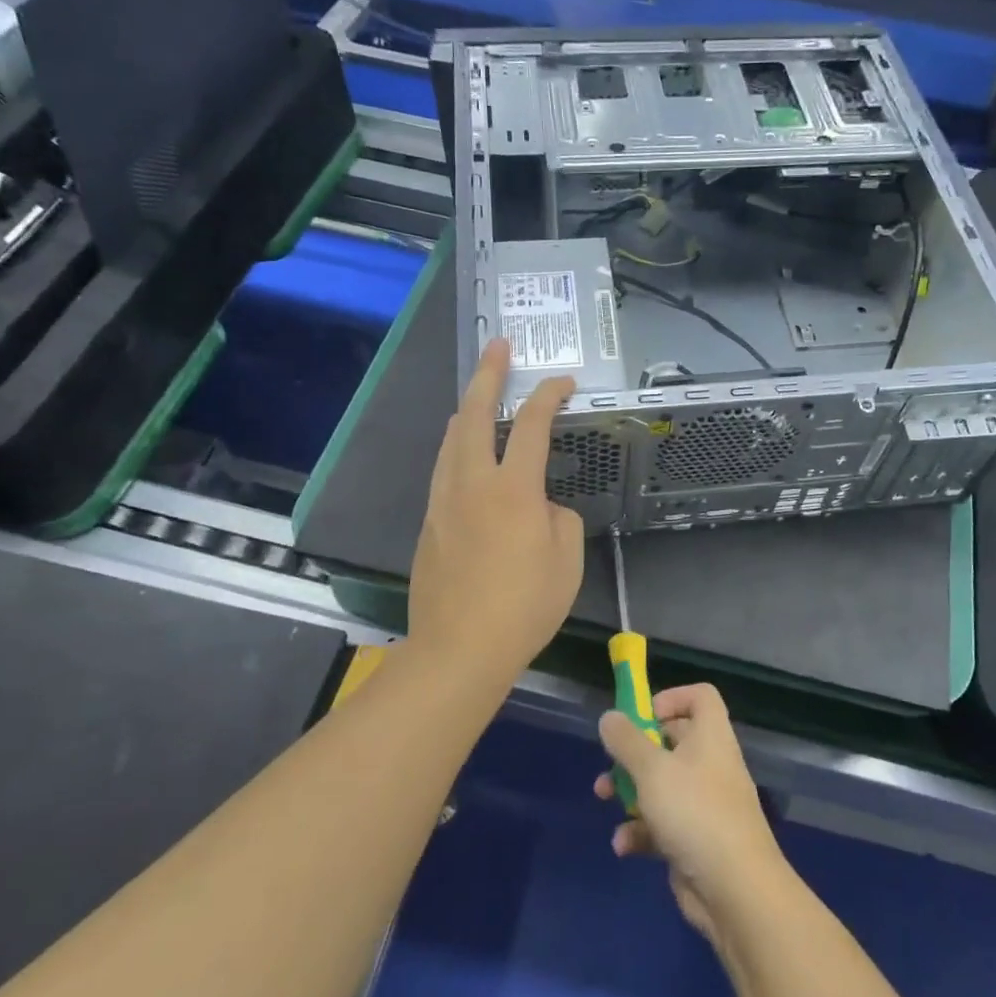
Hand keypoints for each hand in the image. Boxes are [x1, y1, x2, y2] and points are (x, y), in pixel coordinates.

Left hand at [408, 338, 583, 678]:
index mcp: (513, 489)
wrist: (459, 649)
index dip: (550, 396)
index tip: (564, 383)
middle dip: (488, 374)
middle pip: (475, 414)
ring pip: (451, 440)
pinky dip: (458, 447)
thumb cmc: (524, 606)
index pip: (533, 425)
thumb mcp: (566, 561)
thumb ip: (559, 519)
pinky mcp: (429, 523)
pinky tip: (465, 455)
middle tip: (497, 347)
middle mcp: (471, 483)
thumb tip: (542, 508)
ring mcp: (443, 502)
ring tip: (479, 396)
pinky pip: (444, 469)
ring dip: (468, 410)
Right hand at [594, 684, 789, 941]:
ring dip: (630, 790)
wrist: (736, 890)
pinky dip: (641, 830)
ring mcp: (704, 803)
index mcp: (710, 736)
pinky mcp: (695, 839)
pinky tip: (624, 845)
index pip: (701, 697)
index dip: (672, 697)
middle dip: (636, 750)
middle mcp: (710, 763)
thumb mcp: (652, 770)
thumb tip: (610, 717)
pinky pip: (663, 823)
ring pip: (662, 784)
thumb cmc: (694, 812)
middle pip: (673, 740)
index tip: (642, 714)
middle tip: (610, 759)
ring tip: (603, 798)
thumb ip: (627, 741)